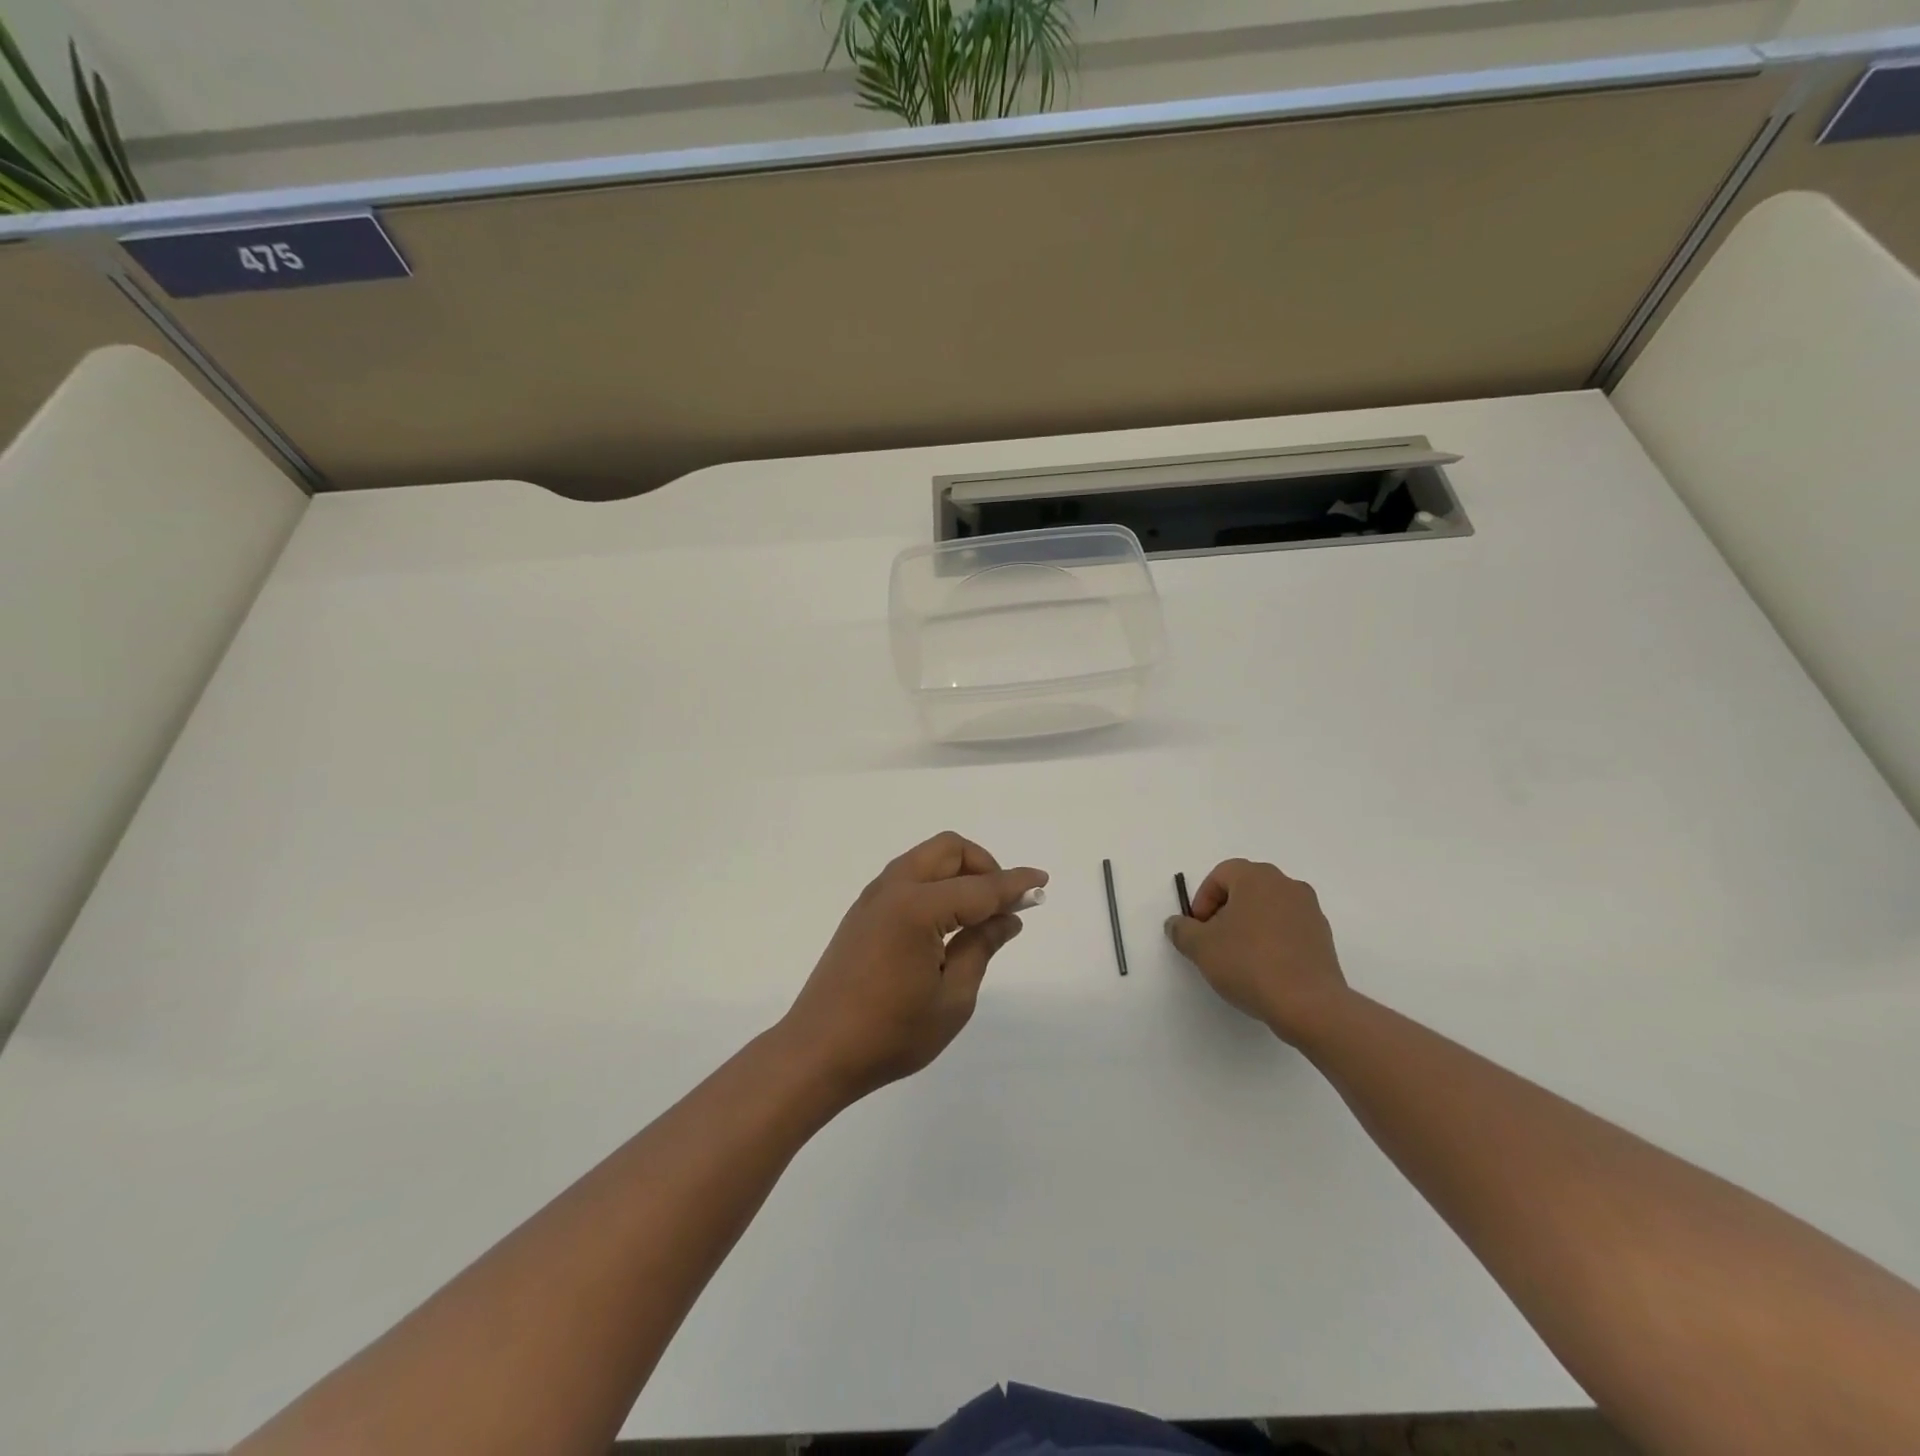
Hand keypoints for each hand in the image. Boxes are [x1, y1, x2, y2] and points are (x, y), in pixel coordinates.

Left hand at [780, 832, 1046, 1101]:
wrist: (817, 1052)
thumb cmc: (890, 1034)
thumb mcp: (952, 999)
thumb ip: (981, 948)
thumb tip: (1007, 918)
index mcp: (917, 908)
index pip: (980, 887)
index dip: (1015, 884)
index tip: (1042, 880)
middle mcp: (893, 889)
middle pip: (949, 849)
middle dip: (984, 865)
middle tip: (1004, 902)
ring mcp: (873, 898)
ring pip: (926, 859)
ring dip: (958, 872)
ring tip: (980, 913)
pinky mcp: (863, 912)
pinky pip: (908, 877)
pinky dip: (936, 884)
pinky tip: (947, 922)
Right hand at [1164, 859, 1349, 1044]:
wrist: (1308, 1004)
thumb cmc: (1249, 964)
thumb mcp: (1200, 947)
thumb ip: (1182, 930)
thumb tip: (1177, 924)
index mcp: (1257, 877)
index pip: (1220, 875)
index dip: (1203, 900)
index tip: (1199, 929)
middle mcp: (1287, 885)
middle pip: (1246, 889)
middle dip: (1225, 912)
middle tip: (1215, 941)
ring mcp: (1310, 910)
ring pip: (1268, 909)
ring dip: (1249, 926)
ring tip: (1239, 958)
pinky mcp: (1323, 937)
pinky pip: (1288, 928)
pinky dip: (1272, 940)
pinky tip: (1264, 969)